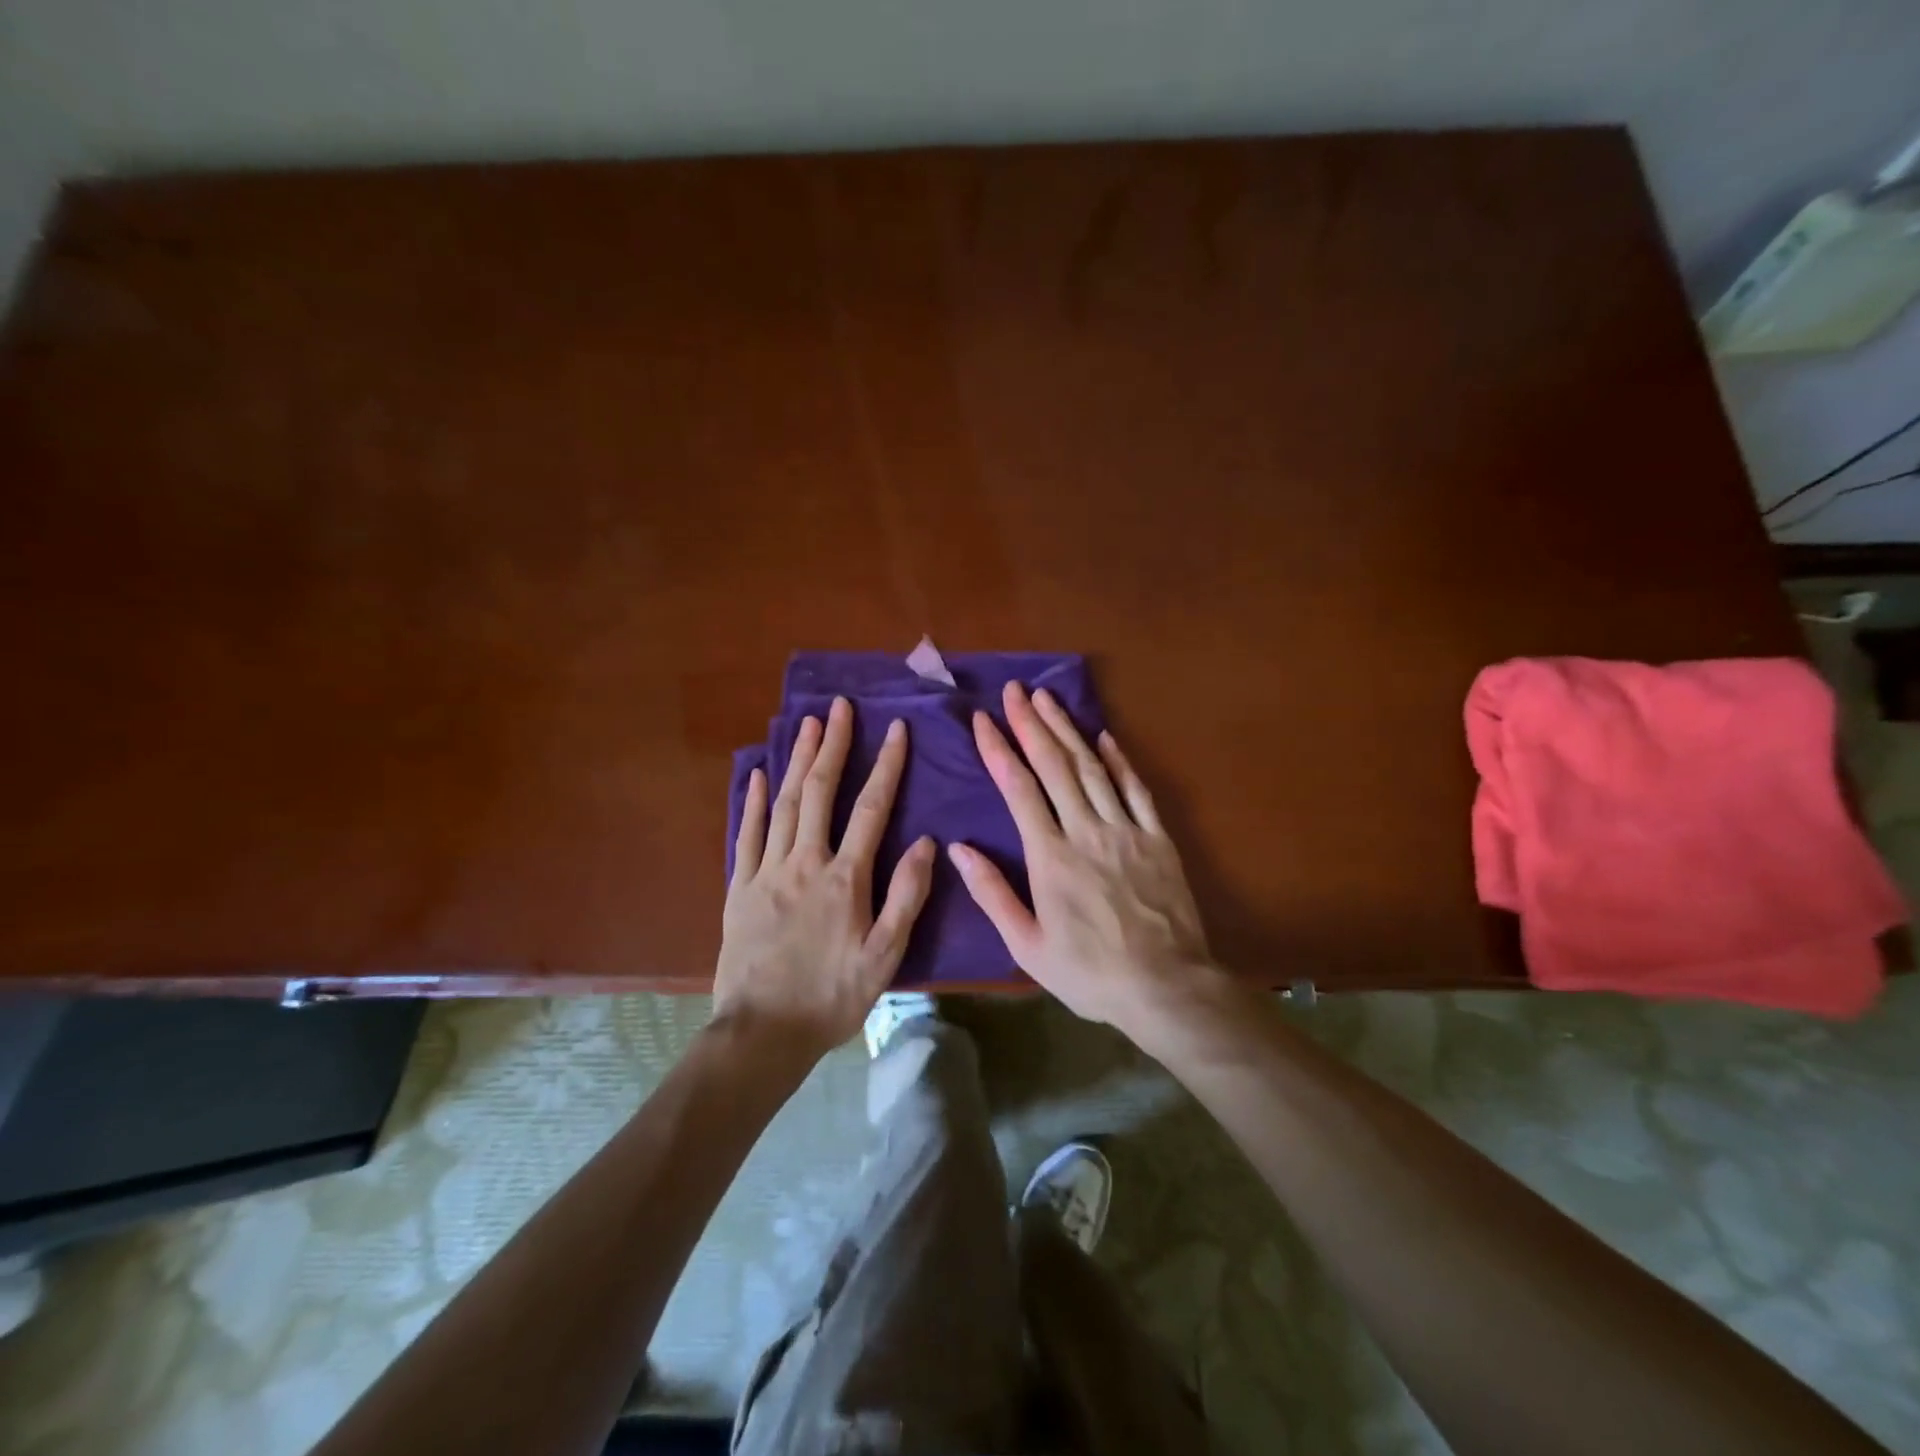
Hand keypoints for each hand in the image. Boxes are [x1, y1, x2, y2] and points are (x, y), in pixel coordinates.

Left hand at [715, 696, 935, 1058]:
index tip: (895, 729)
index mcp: (845, 879)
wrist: (761, 1033)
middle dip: (832, 746)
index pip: (871, 809)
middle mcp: (804, 863)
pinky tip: (758, 772)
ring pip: (784, 803)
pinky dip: (753, 800)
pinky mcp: (740, 887)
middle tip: (840, 707)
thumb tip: (926, 842)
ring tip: (807, 724)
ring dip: (796, 760)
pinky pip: (747, 833)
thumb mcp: (884, 956)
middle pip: (819, 792)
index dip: (886, 766)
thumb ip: (906, 896)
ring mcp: (767, 872)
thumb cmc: (831, 997)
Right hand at [949, 682, 1212, 1032]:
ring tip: (1048, 698)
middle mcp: (1086, 831)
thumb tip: (959, 849)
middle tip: (1014, 690)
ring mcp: (1126, 830)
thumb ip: (993, 894)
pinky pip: (1136, 789)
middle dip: (1031, 724)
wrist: (1166, 987)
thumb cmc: (1090, 973)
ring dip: (1068, 730)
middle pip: (1054, 766)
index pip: (1019, 790)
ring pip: (1092, 768)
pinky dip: (1119, 759)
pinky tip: (1104, 736)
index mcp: (1050, 858)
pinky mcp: (1157, 838)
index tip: (982, 720)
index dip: (999, 750)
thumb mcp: (1028, 946)